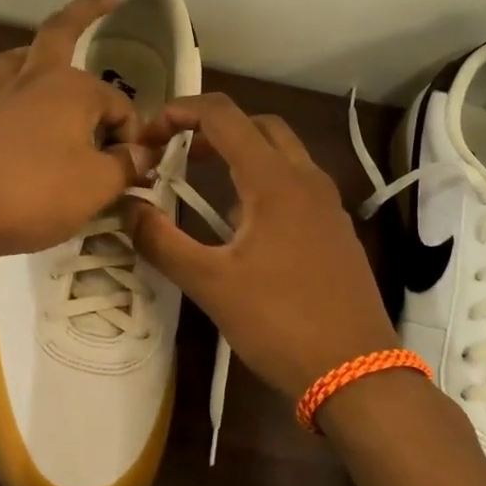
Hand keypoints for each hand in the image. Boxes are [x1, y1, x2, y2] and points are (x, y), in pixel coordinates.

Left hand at [0, 0, 142, 260]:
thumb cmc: (38, 193)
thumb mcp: (99, 185)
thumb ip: (126, 165)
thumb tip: (142, 153)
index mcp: (70, 89)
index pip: (117, 104)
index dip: (130, 134)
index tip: (132, 168)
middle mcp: (30, 84)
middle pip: (58, 34)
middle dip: (85, 12)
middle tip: (105, 1)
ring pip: (11, 63)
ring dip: (29, 56)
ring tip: (39, 62)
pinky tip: (2, 130)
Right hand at [126, 94, 395, 397]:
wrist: (357, 374)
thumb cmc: (280, 323)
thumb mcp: (210, 284)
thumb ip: (162, 241)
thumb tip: (129, 209)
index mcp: (274, 180)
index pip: (223, 115)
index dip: (179, 112)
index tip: (148, 137)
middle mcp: (306, 179)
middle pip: (257, 124)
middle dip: (213, 128)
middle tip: (179, 154)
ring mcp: (327, 204)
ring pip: (281, 153)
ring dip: (240, 154)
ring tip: (204, 187)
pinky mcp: (335, 229)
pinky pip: (295, 183)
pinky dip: (262, 181)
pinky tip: (242, 227)